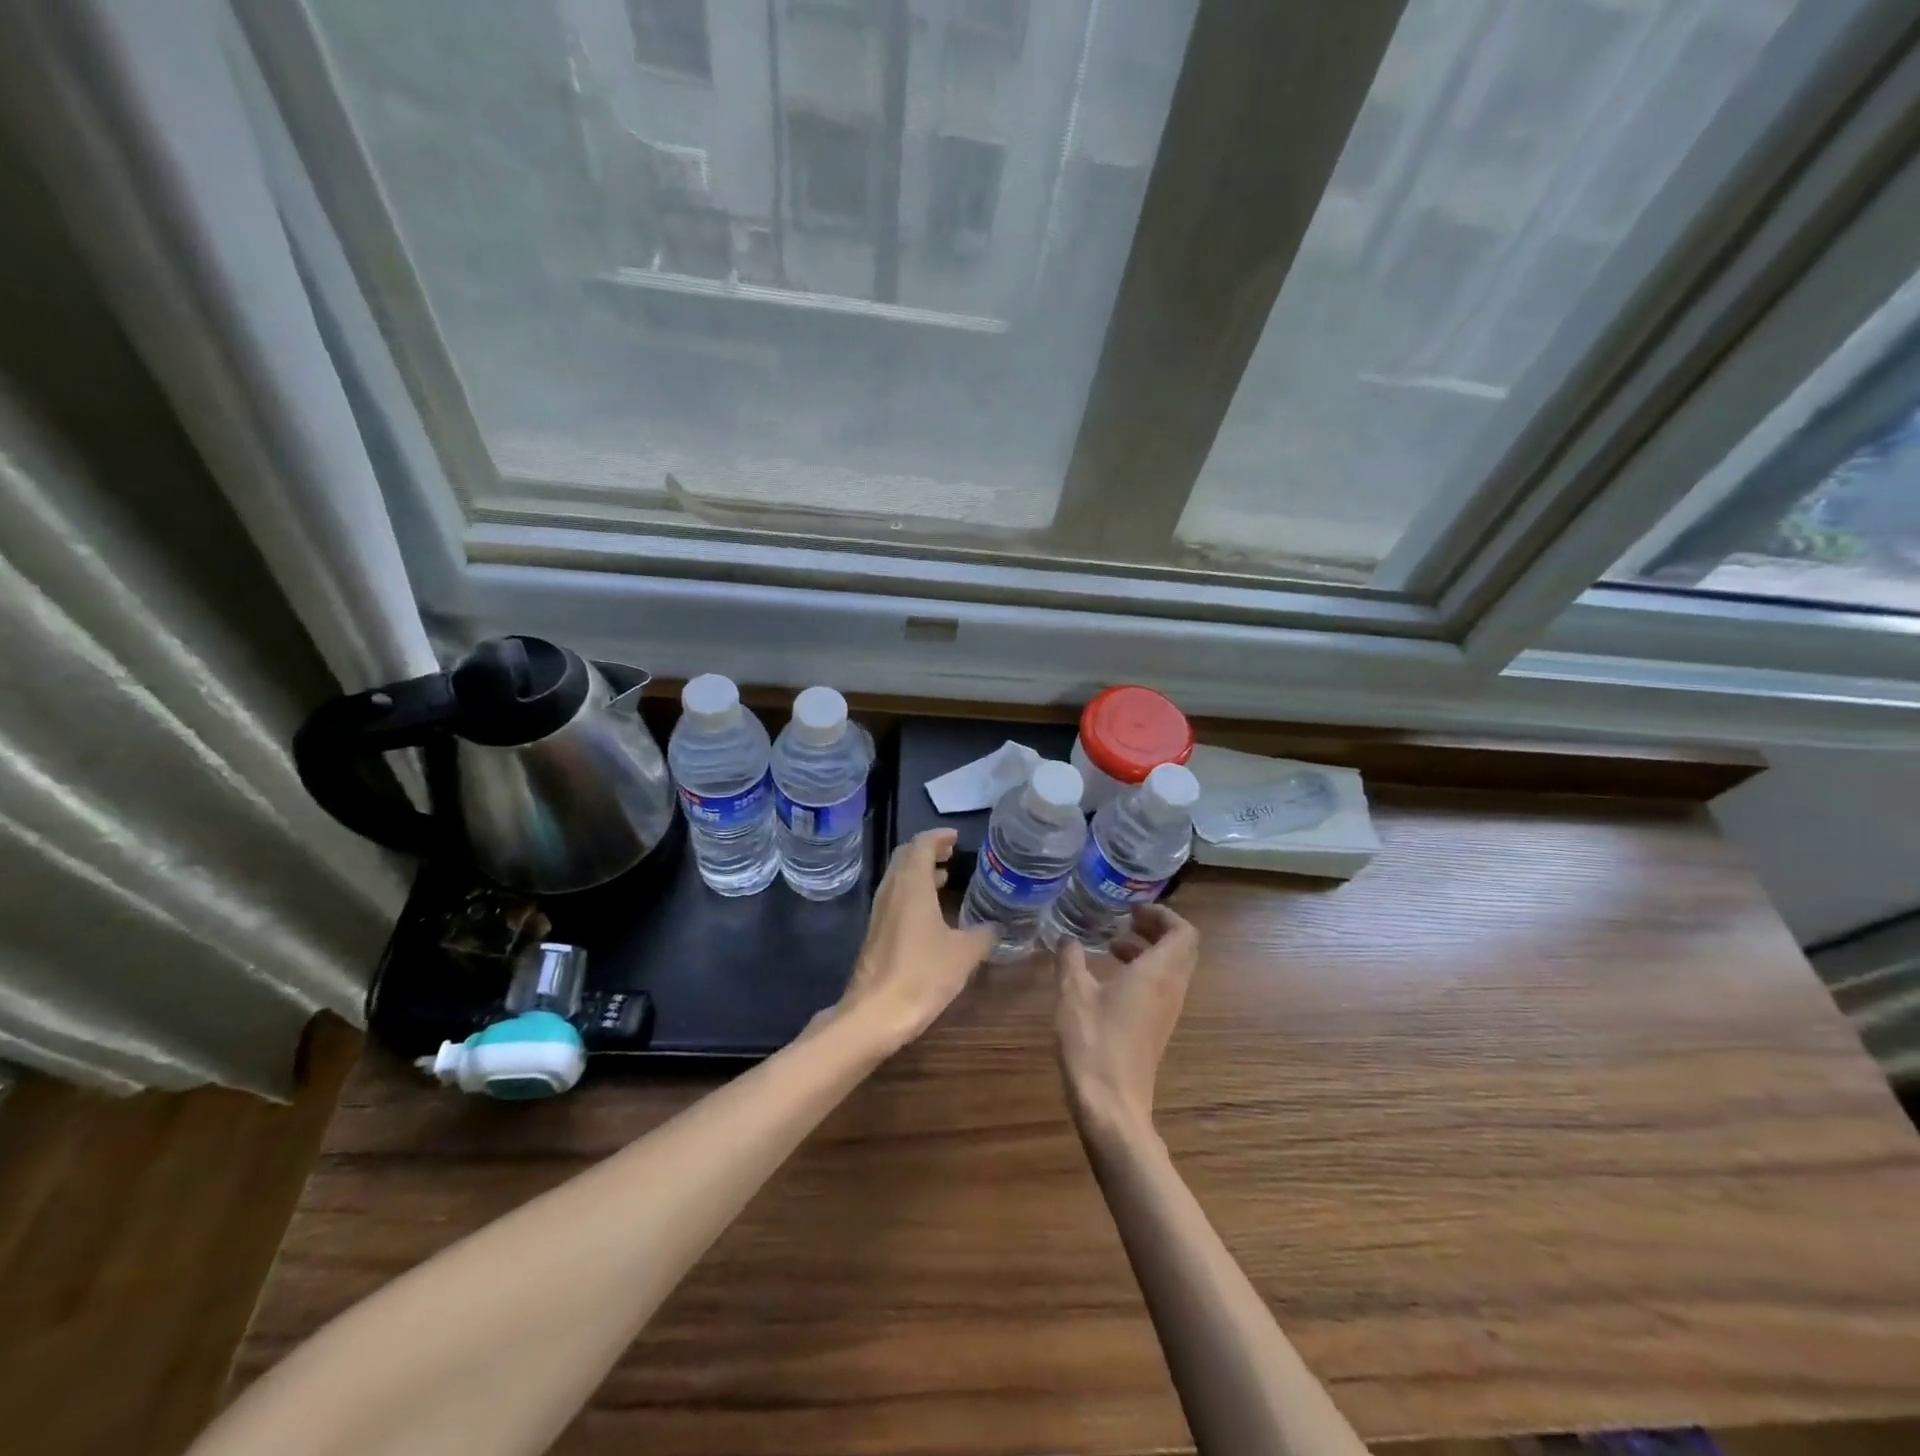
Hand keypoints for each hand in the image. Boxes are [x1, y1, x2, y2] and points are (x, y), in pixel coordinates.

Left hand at [833, 829, 996, 1051]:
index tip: (956, 838)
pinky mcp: (875, 932)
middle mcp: (891, 891)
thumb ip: (984, 934)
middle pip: (905, 857)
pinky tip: (930, 912)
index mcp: (912, 885)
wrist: (875, 1014)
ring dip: (919, 872)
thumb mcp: (964, 954)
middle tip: (952, 854)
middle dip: (928, 851)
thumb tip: (998, 925)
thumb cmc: (922, 975)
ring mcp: (879, 912)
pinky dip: (912, 892)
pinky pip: (894, 898)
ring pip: (898, 878)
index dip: (939, 837)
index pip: (921, 845)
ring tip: (945, 878)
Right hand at [1054, 903, 1200, 1141]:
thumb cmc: (1094, 1041)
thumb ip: (1070, 959)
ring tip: (1112, 945)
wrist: (1111, 1104)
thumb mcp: (1072, 993)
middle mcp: (1171, 989)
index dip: (1162, 914)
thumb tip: (1066, 938)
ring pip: (1172, 969)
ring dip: (1148, 951)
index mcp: (1158, 973)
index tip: (1132, 909)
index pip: (1183, 932)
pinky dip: (1143, 972)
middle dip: (1156, 929)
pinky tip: (1109, 980)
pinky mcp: (1157, 1029)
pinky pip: (1161, 988)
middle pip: (1181, 949)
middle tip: (1125, 921)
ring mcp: (1167, 1012)